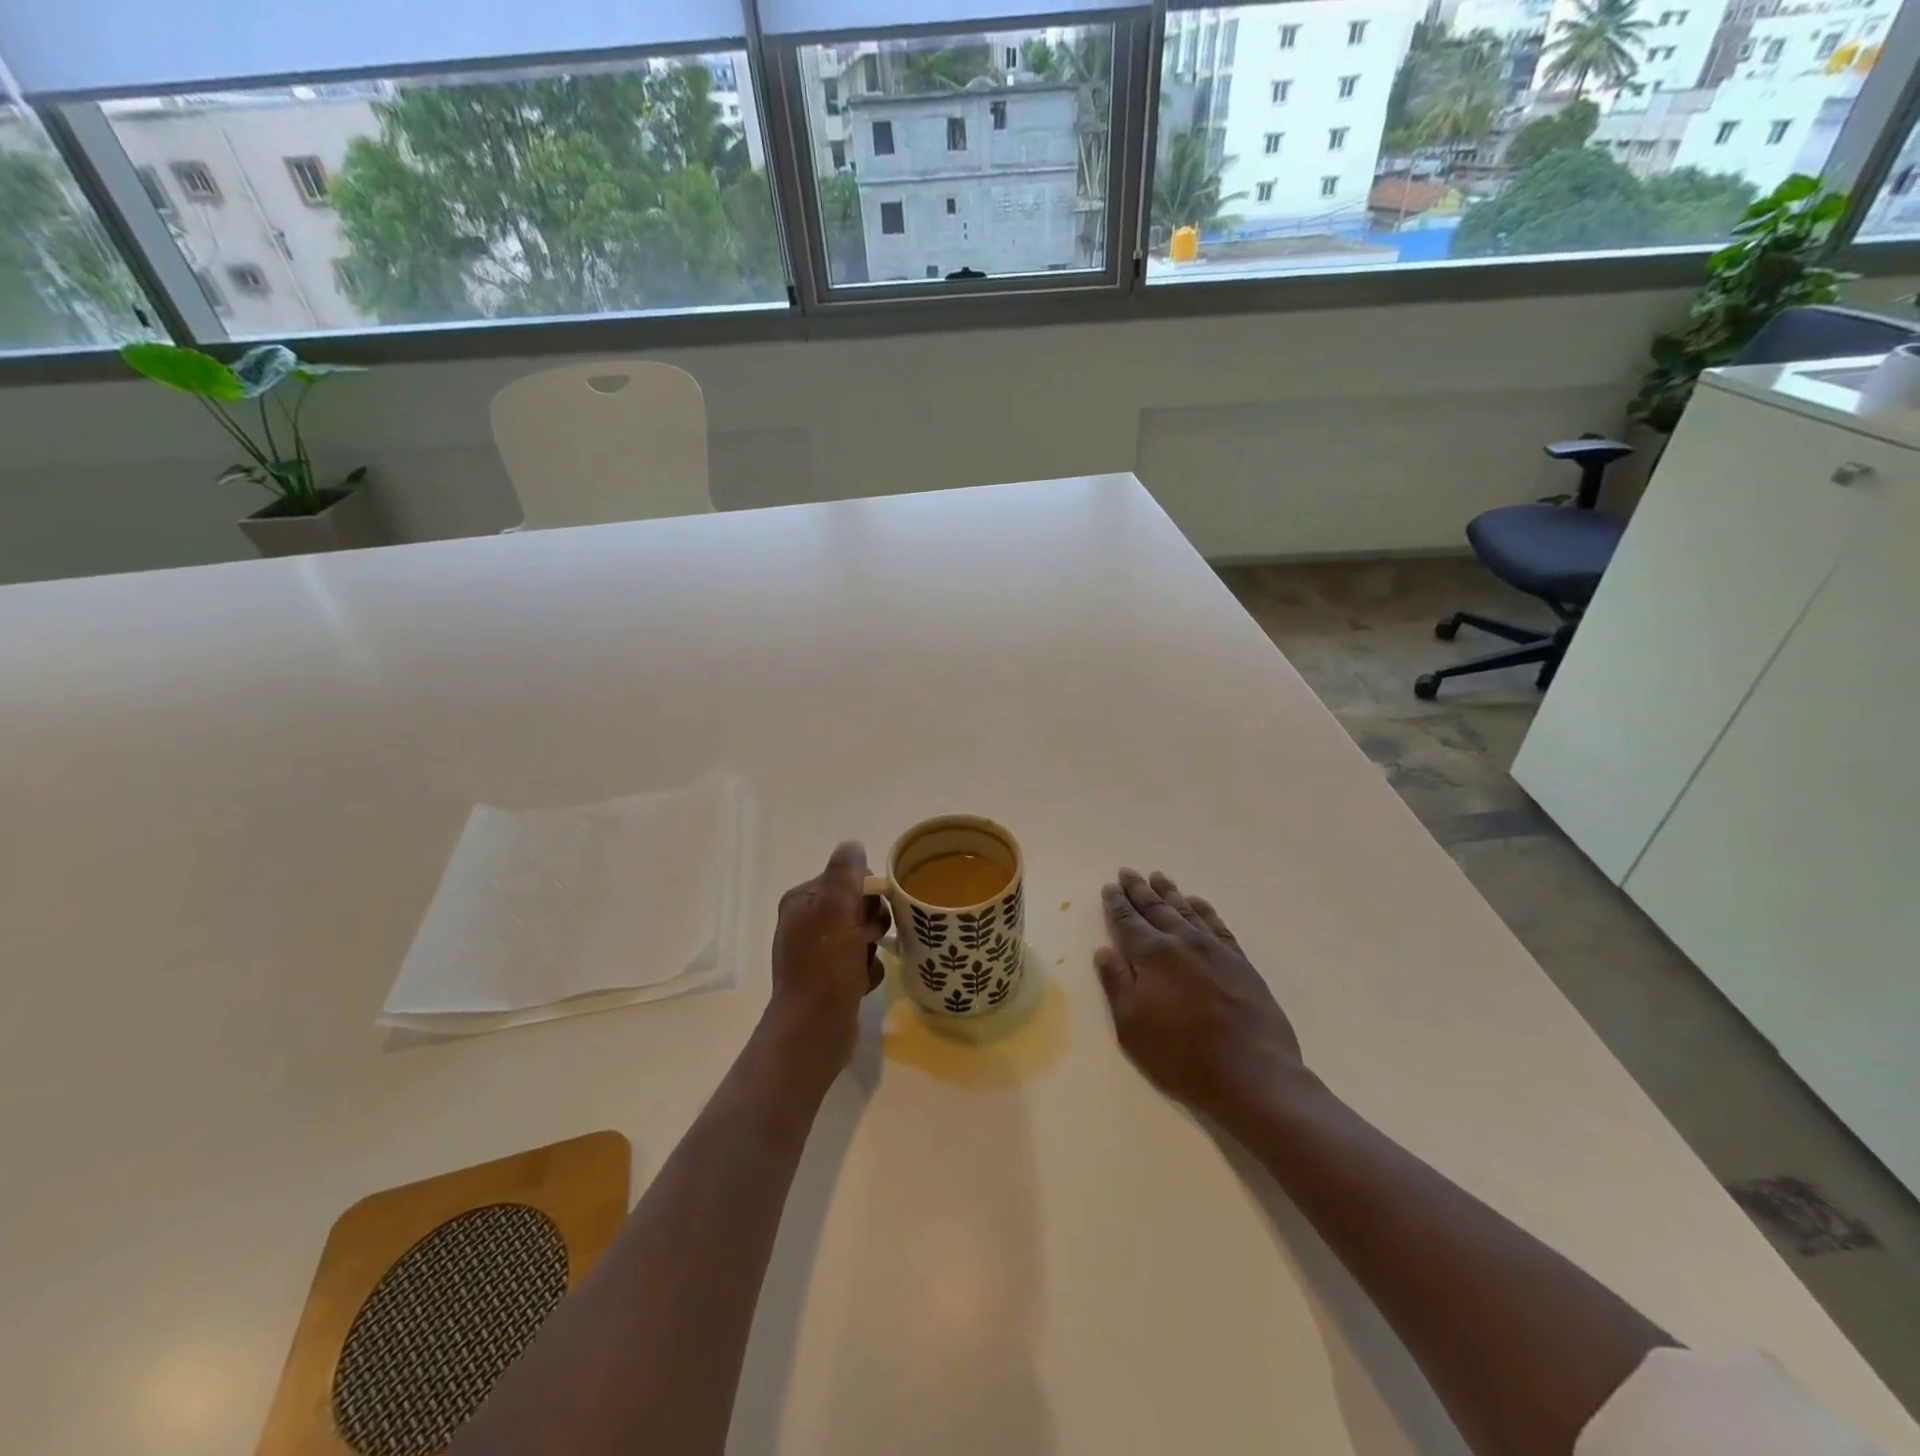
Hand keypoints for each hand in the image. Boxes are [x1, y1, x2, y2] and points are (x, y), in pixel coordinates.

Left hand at [766, 842, 890, 1082]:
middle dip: (871, 922)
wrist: (814, 1030)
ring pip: (864, 935)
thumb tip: (853, 845)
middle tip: (866, 939)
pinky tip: (862, 983)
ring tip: (863, 965)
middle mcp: (807, 924)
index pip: (847, 878)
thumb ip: (846, 872)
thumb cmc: (825, 966)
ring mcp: (819, 953)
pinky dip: (868, 971)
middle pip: (858, 906)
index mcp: (802, 901)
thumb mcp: (836, 909)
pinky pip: (863, 962)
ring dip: (871, 949)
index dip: (866, 892)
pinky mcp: (832, 979)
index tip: (870, 911)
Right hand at [1095, 869, 1303, 1121]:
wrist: (1252, 1073)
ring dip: (1170, 893)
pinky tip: (1198, 903)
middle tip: (1128, 872)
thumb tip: (1104, 951)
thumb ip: (1117, 984)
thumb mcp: (1133, 1026)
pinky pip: (1218, 925)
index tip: (1109, 887)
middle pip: (1156, 908)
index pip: (1128, 921)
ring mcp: (1215, 950)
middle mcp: (1183, 942)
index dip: (1117, 904)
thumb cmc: (1182, 1055)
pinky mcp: (1240, 962)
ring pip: (1187, 911)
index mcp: (1153, 956)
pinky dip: (1205, 910)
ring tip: (1158, 877)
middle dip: (1139, 890)